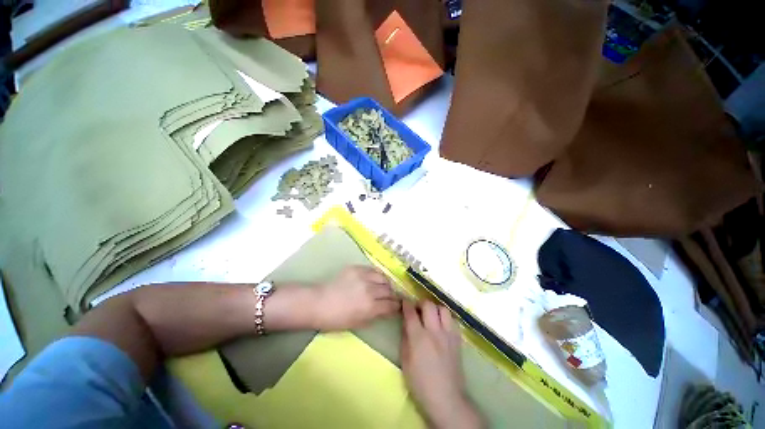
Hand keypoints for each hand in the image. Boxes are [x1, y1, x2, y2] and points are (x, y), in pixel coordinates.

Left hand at [312, 266, 400, 330]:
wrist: (319, 302)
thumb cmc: (336, 319)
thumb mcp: (358, 323)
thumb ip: (375, 316)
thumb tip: (387, 311)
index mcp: (370, 306)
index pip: (391, 305)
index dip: (397, 306)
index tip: (399, 306)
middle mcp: (370, 289)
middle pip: (389, 290)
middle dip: (393, 295)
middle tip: (393, 297)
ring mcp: (363, 276)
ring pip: (383, 277)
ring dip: (387, 283)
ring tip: (385, 286)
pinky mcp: (357, 268)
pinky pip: (373, 270)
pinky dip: (377, 275)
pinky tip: (375, 279)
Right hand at [401, 300, 483, 428]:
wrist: (446, 399)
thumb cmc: (420, 383)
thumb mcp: (405, 361)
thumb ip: (405, 338)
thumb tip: (406, 323)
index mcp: (419, 337)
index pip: (411, 312)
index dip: (406, 303)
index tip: (404, 301)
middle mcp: (434, 331)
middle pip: (429, 305)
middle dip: (421, 303)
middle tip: (418, 310)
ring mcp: (448, 335)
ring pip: (443, 309)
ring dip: (435, 309)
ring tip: (431, 317)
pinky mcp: (457, 340)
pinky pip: (453, 320)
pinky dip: (446, 319)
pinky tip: (442, 326)